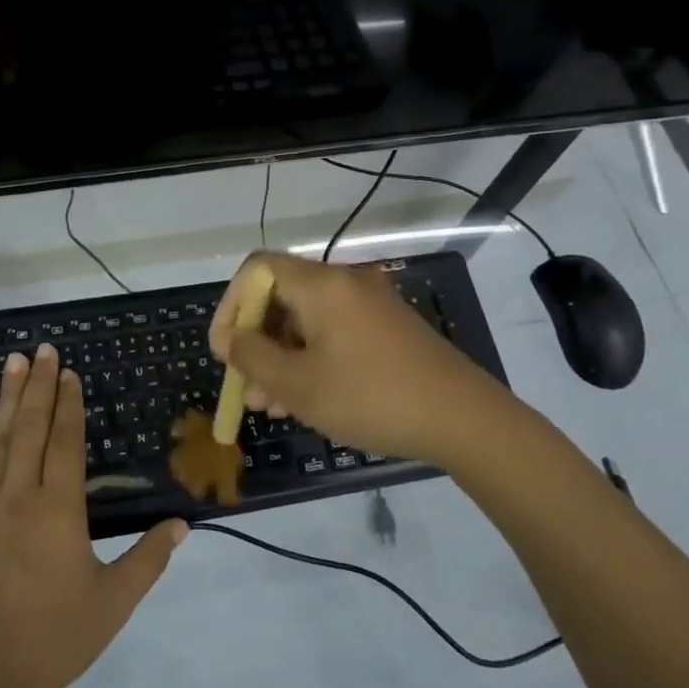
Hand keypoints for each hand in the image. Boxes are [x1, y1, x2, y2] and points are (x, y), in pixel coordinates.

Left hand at [0, 345, 188, 687]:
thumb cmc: (54, 640)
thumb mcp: (113, 602)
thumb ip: (149, 559)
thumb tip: (182, 524)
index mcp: (60, 510)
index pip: (66, 442)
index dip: (69, 404)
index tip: (68, 372)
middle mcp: (20, 496)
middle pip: (32, 428)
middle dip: (39, 386)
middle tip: (42, 348)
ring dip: (7, 398)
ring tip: (12, 361)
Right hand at [208, 251, 513, 468]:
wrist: (464, 418)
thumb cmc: (371, 398)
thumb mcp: (299, 385)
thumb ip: (253, 357)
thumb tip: (231, 339)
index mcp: (322, 285)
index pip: (257, 268)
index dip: (231, 305)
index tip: (225, 349)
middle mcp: (346, 282)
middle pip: (282, 296)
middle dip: (256, 341)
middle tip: (247, 388)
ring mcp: (371, 303)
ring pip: (307, 320)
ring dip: (282, 357)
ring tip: (272, 406)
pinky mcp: (388, 326)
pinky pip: (334, 331)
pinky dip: (312, 358)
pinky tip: (307, 398)